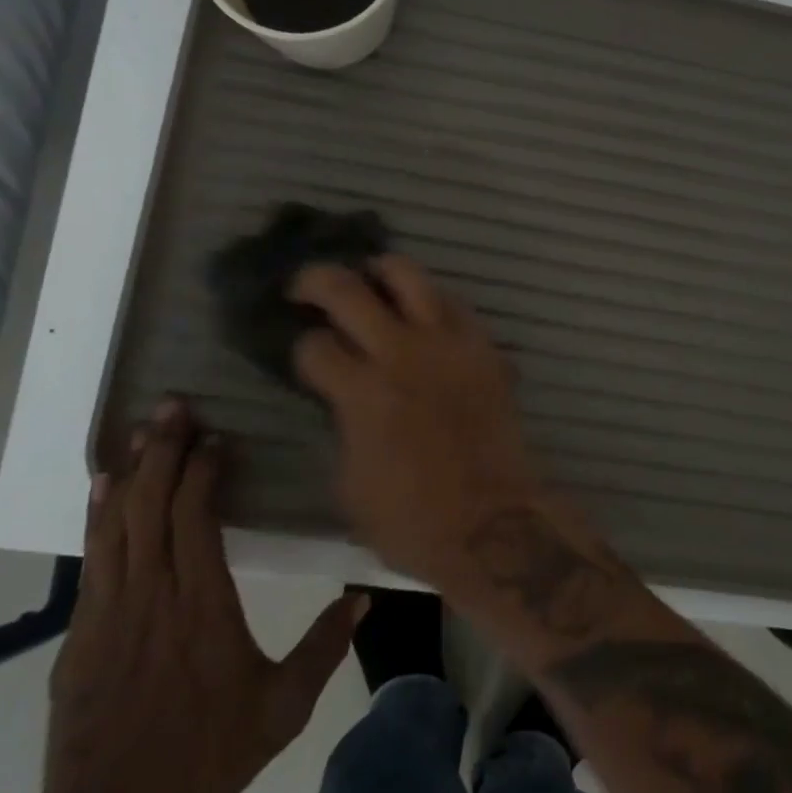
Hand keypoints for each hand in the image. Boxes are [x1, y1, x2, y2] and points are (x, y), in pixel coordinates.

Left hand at [40, 398, 364, 792]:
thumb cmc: (207, 756)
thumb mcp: (282, 707)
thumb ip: (324, 647)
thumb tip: (364, 597)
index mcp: (202, 603)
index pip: (195, 516)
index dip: (203, 469)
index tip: (219, 436)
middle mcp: (152, 594)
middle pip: (152, 504)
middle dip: (164, 449)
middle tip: (175, 405)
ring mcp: (108, 611)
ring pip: (116, 523)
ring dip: (130, 471)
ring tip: (143, 429)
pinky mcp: (80, 633)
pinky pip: (91, 557)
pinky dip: (97, 515)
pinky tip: (103, 487)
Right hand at [290, 255, 543, 586]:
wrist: (492, 522)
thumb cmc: (412, 520)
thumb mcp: (349, 482)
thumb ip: (342, 425)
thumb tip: (342, 398)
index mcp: (361, 391)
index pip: (313, 346)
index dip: (299, 347)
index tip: (302, 352)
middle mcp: (401, 353)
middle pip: (347, 290)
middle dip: (315, 280)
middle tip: (304, 285)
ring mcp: (447, 343)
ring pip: (408, 275)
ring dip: (380, 270)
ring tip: (369, 278)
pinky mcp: (483, 347)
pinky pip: (453, 303)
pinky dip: (429, 299)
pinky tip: (421, 312)